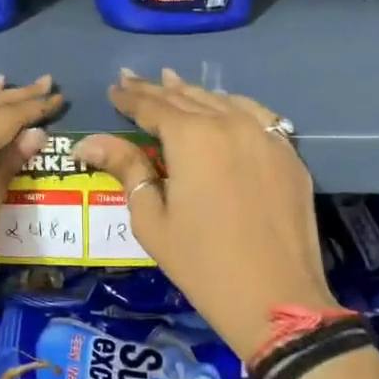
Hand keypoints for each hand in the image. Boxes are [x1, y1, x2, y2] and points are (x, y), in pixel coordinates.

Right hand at [73, 69, 334, 359]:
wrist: (276, 299)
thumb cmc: (201, 264)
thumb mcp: (152, 219)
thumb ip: (125, 169)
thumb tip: (89, 142)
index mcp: (191, 137)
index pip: (152, 107)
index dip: (130, 97)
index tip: (113, 89)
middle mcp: (230, 124)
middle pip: (186, 98)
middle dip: (156, 90)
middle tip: (132, 80)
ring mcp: (266, 136)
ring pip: (223, 101)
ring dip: (193, 93)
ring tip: (171, 82)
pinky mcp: (289, 154)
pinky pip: (257, 116)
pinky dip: (233, 106)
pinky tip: (224, 107)